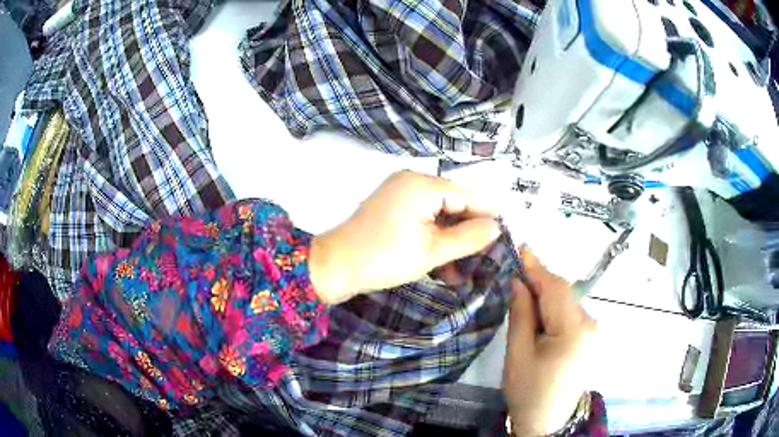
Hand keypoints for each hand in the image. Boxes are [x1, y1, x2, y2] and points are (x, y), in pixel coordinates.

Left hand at [309, 171, 499, 303]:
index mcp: (422, 184)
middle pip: (453, 204)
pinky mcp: (392, 210)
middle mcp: (411, 182)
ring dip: (452, 242)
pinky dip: (434, 240)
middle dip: (468, 232)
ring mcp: (400, 195)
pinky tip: (447, 267)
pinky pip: (423, 221)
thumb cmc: (384, 258)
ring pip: (439, 216)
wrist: (335, 268)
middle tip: (487, 258)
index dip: (487, 214)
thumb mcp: (432, 251)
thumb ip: (468, 237)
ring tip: (466, 270)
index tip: (507, 233)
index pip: (467, 195)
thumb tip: (496, 227)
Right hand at [503, 249, 597, 435]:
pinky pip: (571, 314)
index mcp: (574, 330)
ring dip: (546, 297)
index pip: (555, 289)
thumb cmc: (529, 391)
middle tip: (514, 278)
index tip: (520, 248)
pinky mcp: (591, 337)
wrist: (548, 422)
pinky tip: (540, 317)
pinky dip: (554, 310)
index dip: (537, 267)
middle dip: (539, 283)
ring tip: (523, 301)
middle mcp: (591, 324)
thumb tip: (519, 282)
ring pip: (567, 302)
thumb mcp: (518, 354)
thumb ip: (521, 314)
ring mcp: (595, 331)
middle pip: (563, 293)